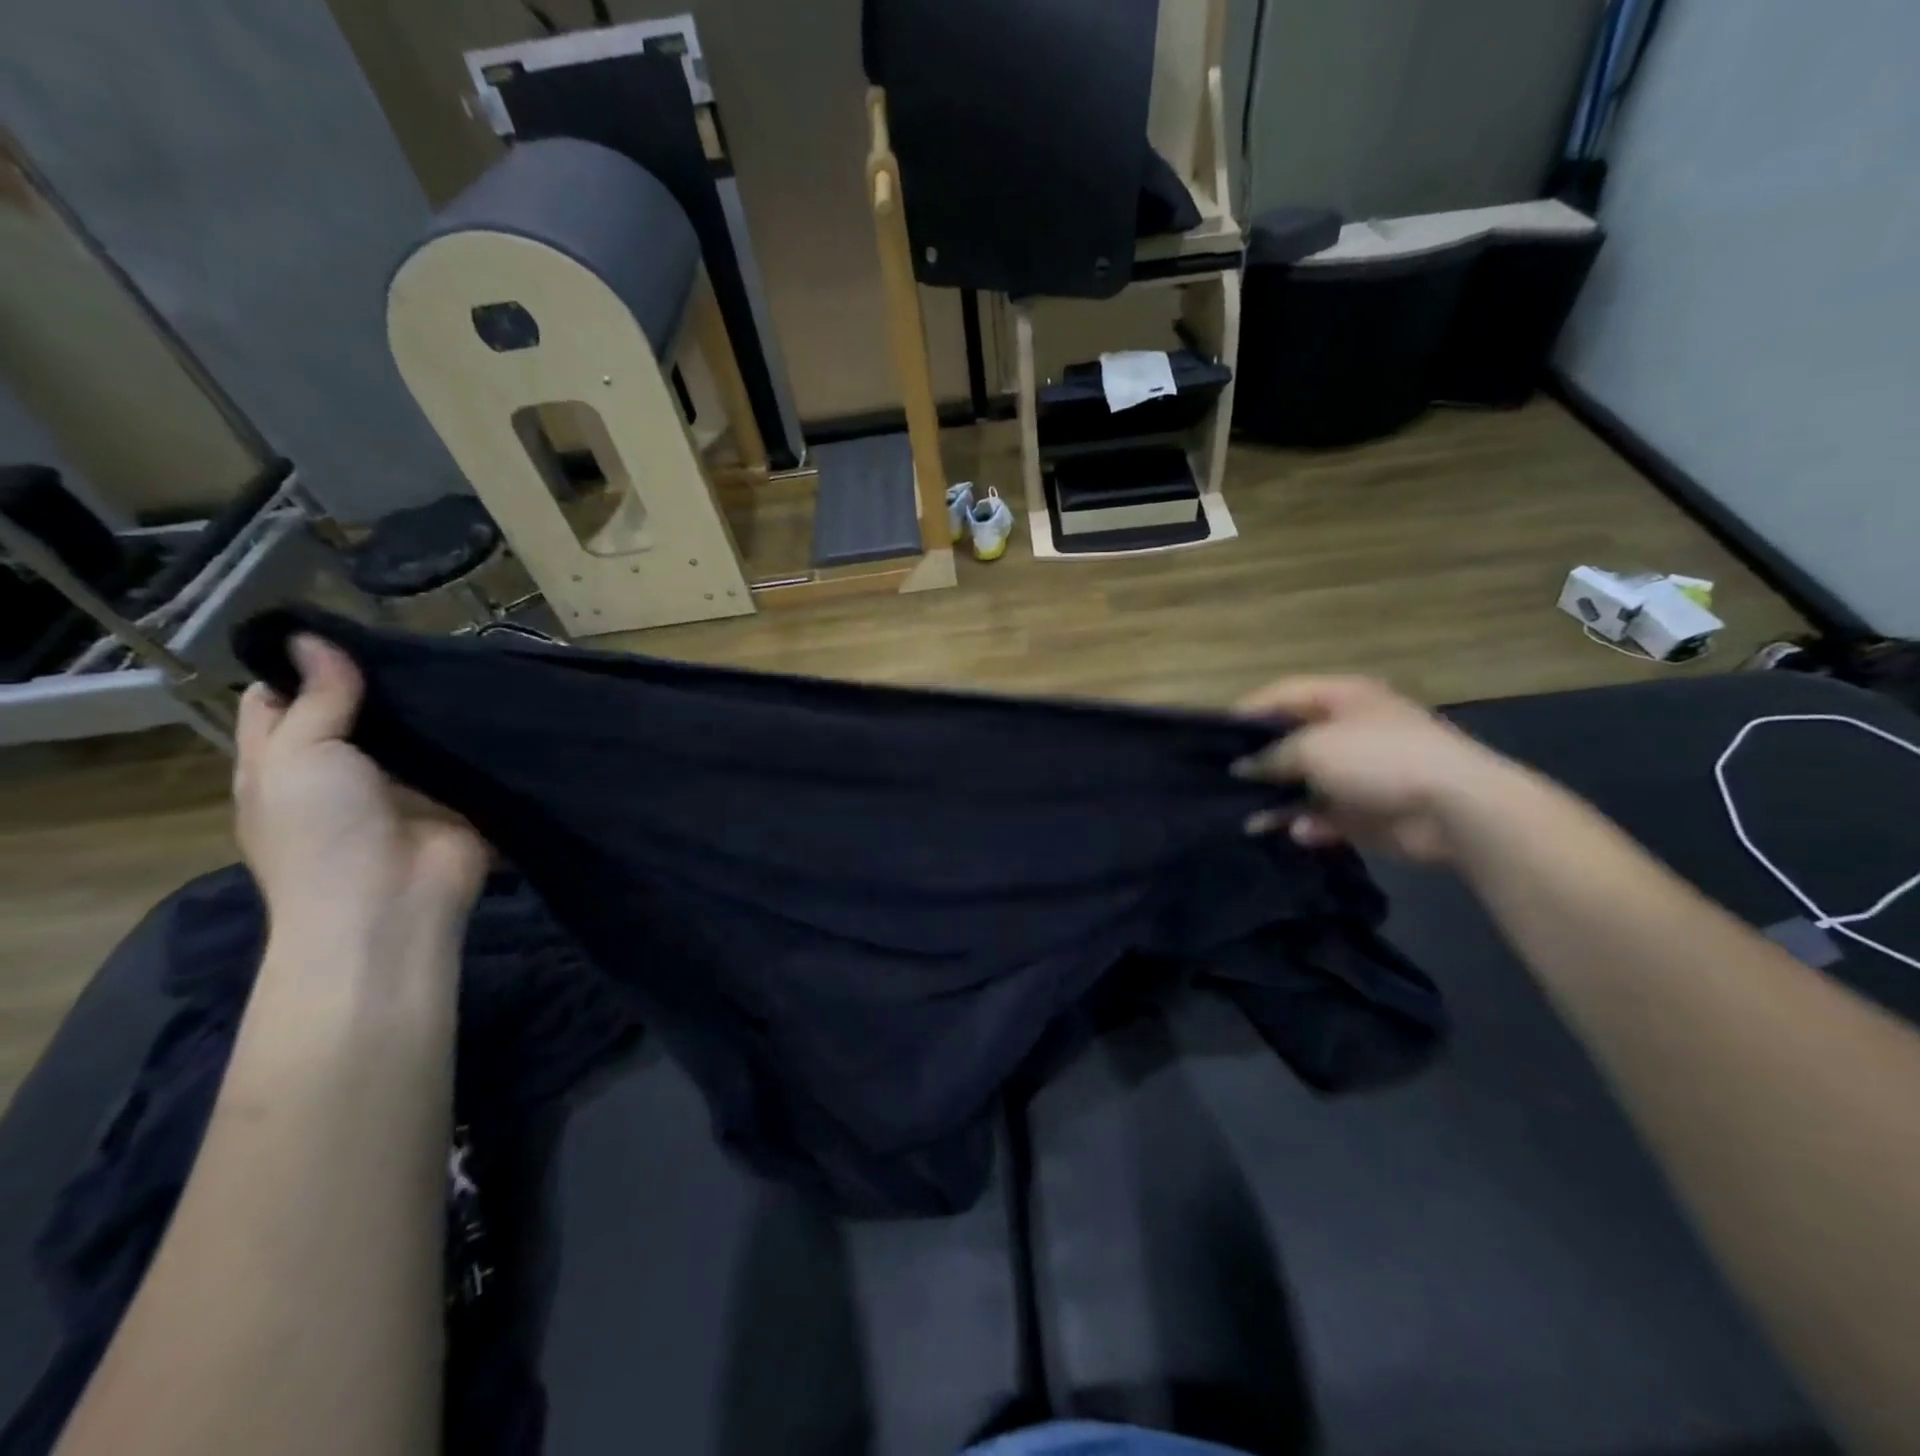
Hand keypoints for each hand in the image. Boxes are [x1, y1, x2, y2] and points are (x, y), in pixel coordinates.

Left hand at [234, 635, 487, 945]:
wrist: (394, 904)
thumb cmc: (323, 833)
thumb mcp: (299, 758)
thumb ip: (317, 700)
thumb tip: (313, 637)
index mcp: (287, 762)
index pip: (283, 701)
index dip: (302, 665)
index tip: (341, 628)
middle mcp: (344, 769)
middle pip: (357, 710)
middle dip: (381, 678)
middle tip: (416, 635)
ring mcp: (405, 783)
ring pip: (415, 729)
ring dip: (433, 701)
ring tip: (463, 653)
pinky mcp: (457, 794)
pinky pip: (465, 753)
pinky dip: (475, 730)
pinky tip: (497, 695)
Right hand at [1233, 676, 1516, 861]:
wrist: (1453, 808)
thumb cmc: (1379, 759)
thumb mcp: (1313, 748)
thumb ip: (1270, 756)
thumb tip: (1241, 768)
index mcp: (1342, 698)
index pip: (1283, 694)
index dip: (1247, 712)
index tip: (1213, 737)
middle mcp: (1349, 730)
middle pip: (1291, 742)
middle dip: (1259, 762)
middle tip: (1222, 780)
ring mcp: (1360, 772)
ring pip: (1304, 784)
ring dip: (1278, 801)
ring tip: (1248, 818)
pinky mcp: (1367, 811)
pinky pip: (1325, 816)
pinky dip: (1309, 824)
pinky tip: (1298, 833)